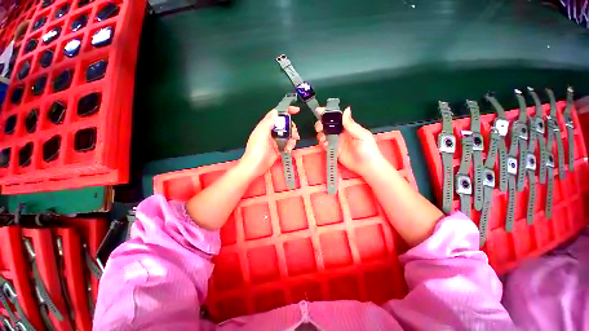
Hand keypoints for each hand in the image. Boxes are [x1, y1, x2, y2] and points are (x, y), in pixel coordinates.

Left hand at [241, 107, 299, 177]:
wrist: (255, 167)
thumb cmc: (256, 150)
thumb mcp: (261, 134)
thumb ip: (268, 122)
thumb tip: (275, 111)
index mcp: (265, 126)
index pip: (276, 115)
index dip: (286, 111)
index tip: (296, 110)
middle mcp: (271, 132)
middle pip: (285, 125)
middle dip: (291, 128)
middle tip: (294, 135)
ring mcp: (275, 140)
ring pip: (287, 134)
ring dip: (292, 138)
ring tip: (291, 145)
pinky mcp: (278, 148)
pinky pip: (287, 143)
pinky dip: (290, 145)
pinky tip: (288, 149)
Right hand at [315, 107, 385, 176]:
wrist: (367, 166)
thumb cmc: (368, 149)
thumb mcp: (361, 135)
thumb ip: (351, 124)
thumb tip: (346, 109)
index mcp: (348, 127)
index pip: (336, 118)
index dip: (327, 113)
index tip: (319, 110)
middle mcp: (340, 133)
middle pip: (327, 126)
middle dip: (321, 125)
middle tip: (319, 128)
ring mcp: (336, 142)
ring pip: (324, 135)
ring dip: (321, 135)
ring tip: (323, 138)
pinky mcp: (334, 150)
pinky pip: (325, 145)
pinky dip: (323, 144)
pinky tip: (325, 145)